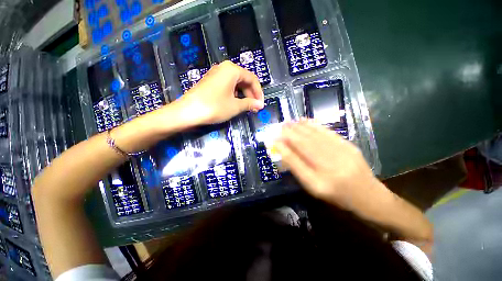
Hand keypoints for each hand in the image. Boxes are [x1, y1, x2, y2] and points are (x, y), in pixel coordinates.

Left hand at [173, 61, 264, 125]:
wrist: (188, 111)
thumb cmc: (214, 106)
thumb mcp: (235, 106)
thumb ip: (250, 104)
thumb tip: (261, 105)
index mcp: (232, 70)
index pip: (252, 79)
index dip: (259, 93)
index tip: (261, 104)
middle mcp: (224, 68)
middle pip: (244, 80)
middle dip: (251, 94)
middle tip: (254, 108)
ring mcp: (216, 74)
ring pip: (236, 84)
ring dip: (243, 95)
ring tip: (247, 108)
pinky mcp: (211, 82)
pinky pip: (228, 86)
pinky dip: (234, 95)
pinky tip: (236, 104)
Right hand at [274, 120, 381, 209]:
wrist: (367, 195)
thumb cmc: (336, 194)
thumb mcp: (313, 188)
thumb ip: (298, 169)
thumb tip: (285, 151)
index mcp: (318, 182)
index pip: (295, 162)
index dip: (283, 149)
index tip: (273, 139)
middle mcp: (329, 167)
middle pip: (304, 145)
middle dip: (289, 134)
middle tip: (279, 127)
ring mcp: (341, 154)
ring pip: (314, 137)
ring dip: (298, 128)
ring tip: (288, 122)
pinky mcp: (348, 145)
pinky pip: (327, 132)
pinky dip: (313, 125)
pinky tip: (304, 120)